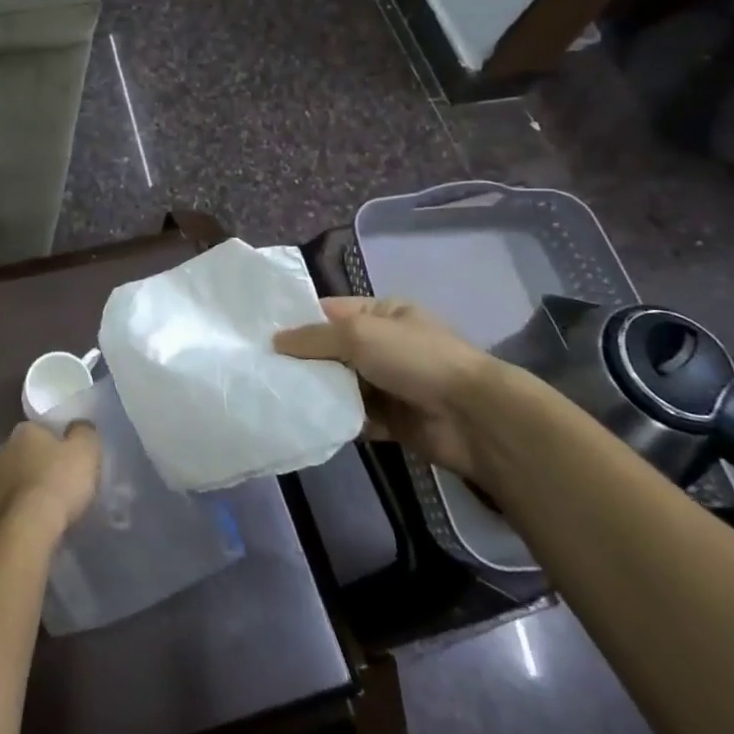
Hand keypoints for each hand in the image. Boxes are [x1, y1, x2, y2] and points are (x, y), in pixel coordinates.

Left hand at [0, 421, 100, 542]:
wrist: (26, 531)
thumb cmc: (58, 483)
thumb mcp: (86, 451)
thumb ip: (83, 433)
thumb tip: (79, 427)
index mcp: (23, 431)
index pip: (38, 431)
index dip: (53, 445)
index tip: (64, 461)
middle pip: (18, 455)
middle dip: (30, 467)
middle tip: (50, 486)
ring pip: (3, 482)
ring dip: (16, 491)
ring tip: (36, 511)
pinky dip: (7, 515)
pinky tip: (22, 528)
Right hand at [274, 297, 522, 479]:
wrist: (473, 418)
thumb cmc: (416, 359)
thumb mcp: (359, 334)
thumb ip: (314, 337)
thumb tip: (275, 341)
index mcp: (382, 313)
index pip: (330, 312)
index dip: (297, 322)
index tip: (259, 335)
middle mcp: (384, 345)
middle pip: (331, 350)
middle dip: (302, 360)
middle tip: (260, 369)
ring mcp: (389, 383)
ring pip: (340, 385)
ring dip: (316, 391)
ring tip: (274, 396)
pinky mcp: (391, 420)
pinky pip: (353, 416)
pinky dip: (334, 419)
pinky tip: (304, 422)